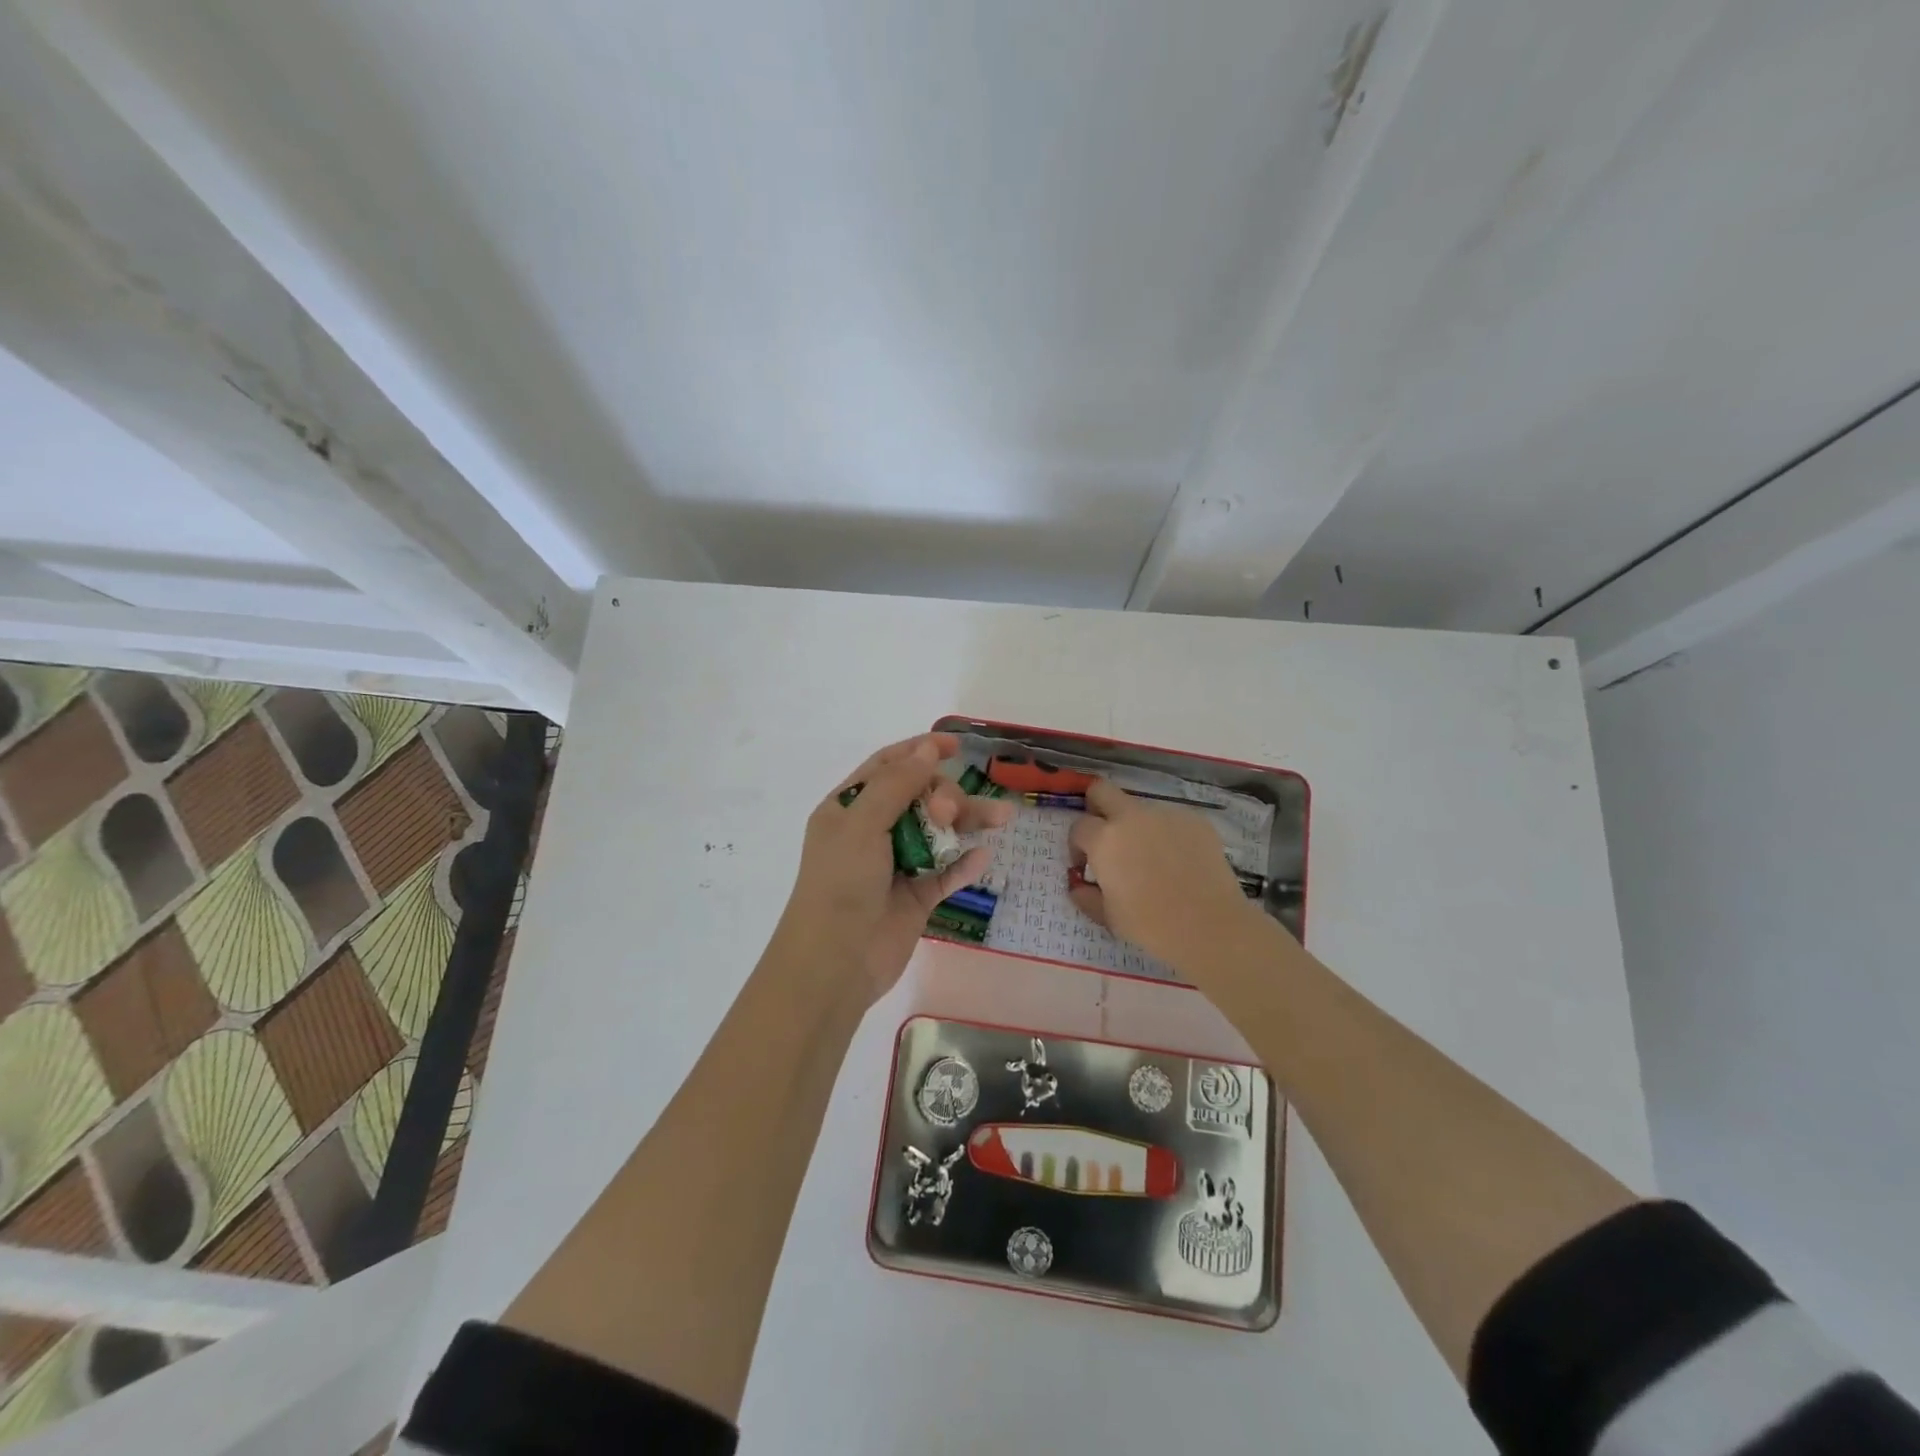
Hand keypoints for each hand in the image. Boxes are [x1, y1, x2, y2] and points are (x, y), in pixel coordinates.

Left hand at [774, 733, 1013, 1003]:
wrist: (836, 962)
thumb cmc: (840, 883)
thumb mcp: (862, 824)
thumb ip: (897, 785)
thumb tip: (926, 749)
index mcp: (849, 809)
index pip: (888, 767)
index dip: (919, 751)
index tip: (955, 746)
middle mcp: (872, 832)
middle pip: (920, 797)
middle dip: (944, 795)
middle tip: (949, 814)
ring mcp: (897, 865)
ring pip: (939, 833)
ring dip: (967, 823)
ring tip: (1001, 818)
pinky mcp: (916, 897)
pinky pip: (946, 873)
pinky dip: (964, 864)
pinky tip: (984, 856)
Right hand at [1067, 779, 1265, 972]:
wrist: (1209, 926)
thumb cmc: (1150, 925)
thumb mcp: (1108, 917)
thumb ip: (1086, 896)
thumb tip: (1079, 885)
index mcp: (1104, 839)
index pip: (1079, 826)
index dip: (1077, 845)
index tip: (1085, 865)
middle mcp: (1132, 817)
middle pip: (1102, 790)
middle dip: (1096, 806)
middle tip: (1105, 835)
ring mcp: (1166, 815)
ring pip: (1141, 809)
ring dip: (1137, 827)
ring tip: (1153, 860)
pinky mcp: (1195, 820)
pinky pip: (1172, 821)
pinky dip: (1168, 835)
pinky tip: (1180, 863)